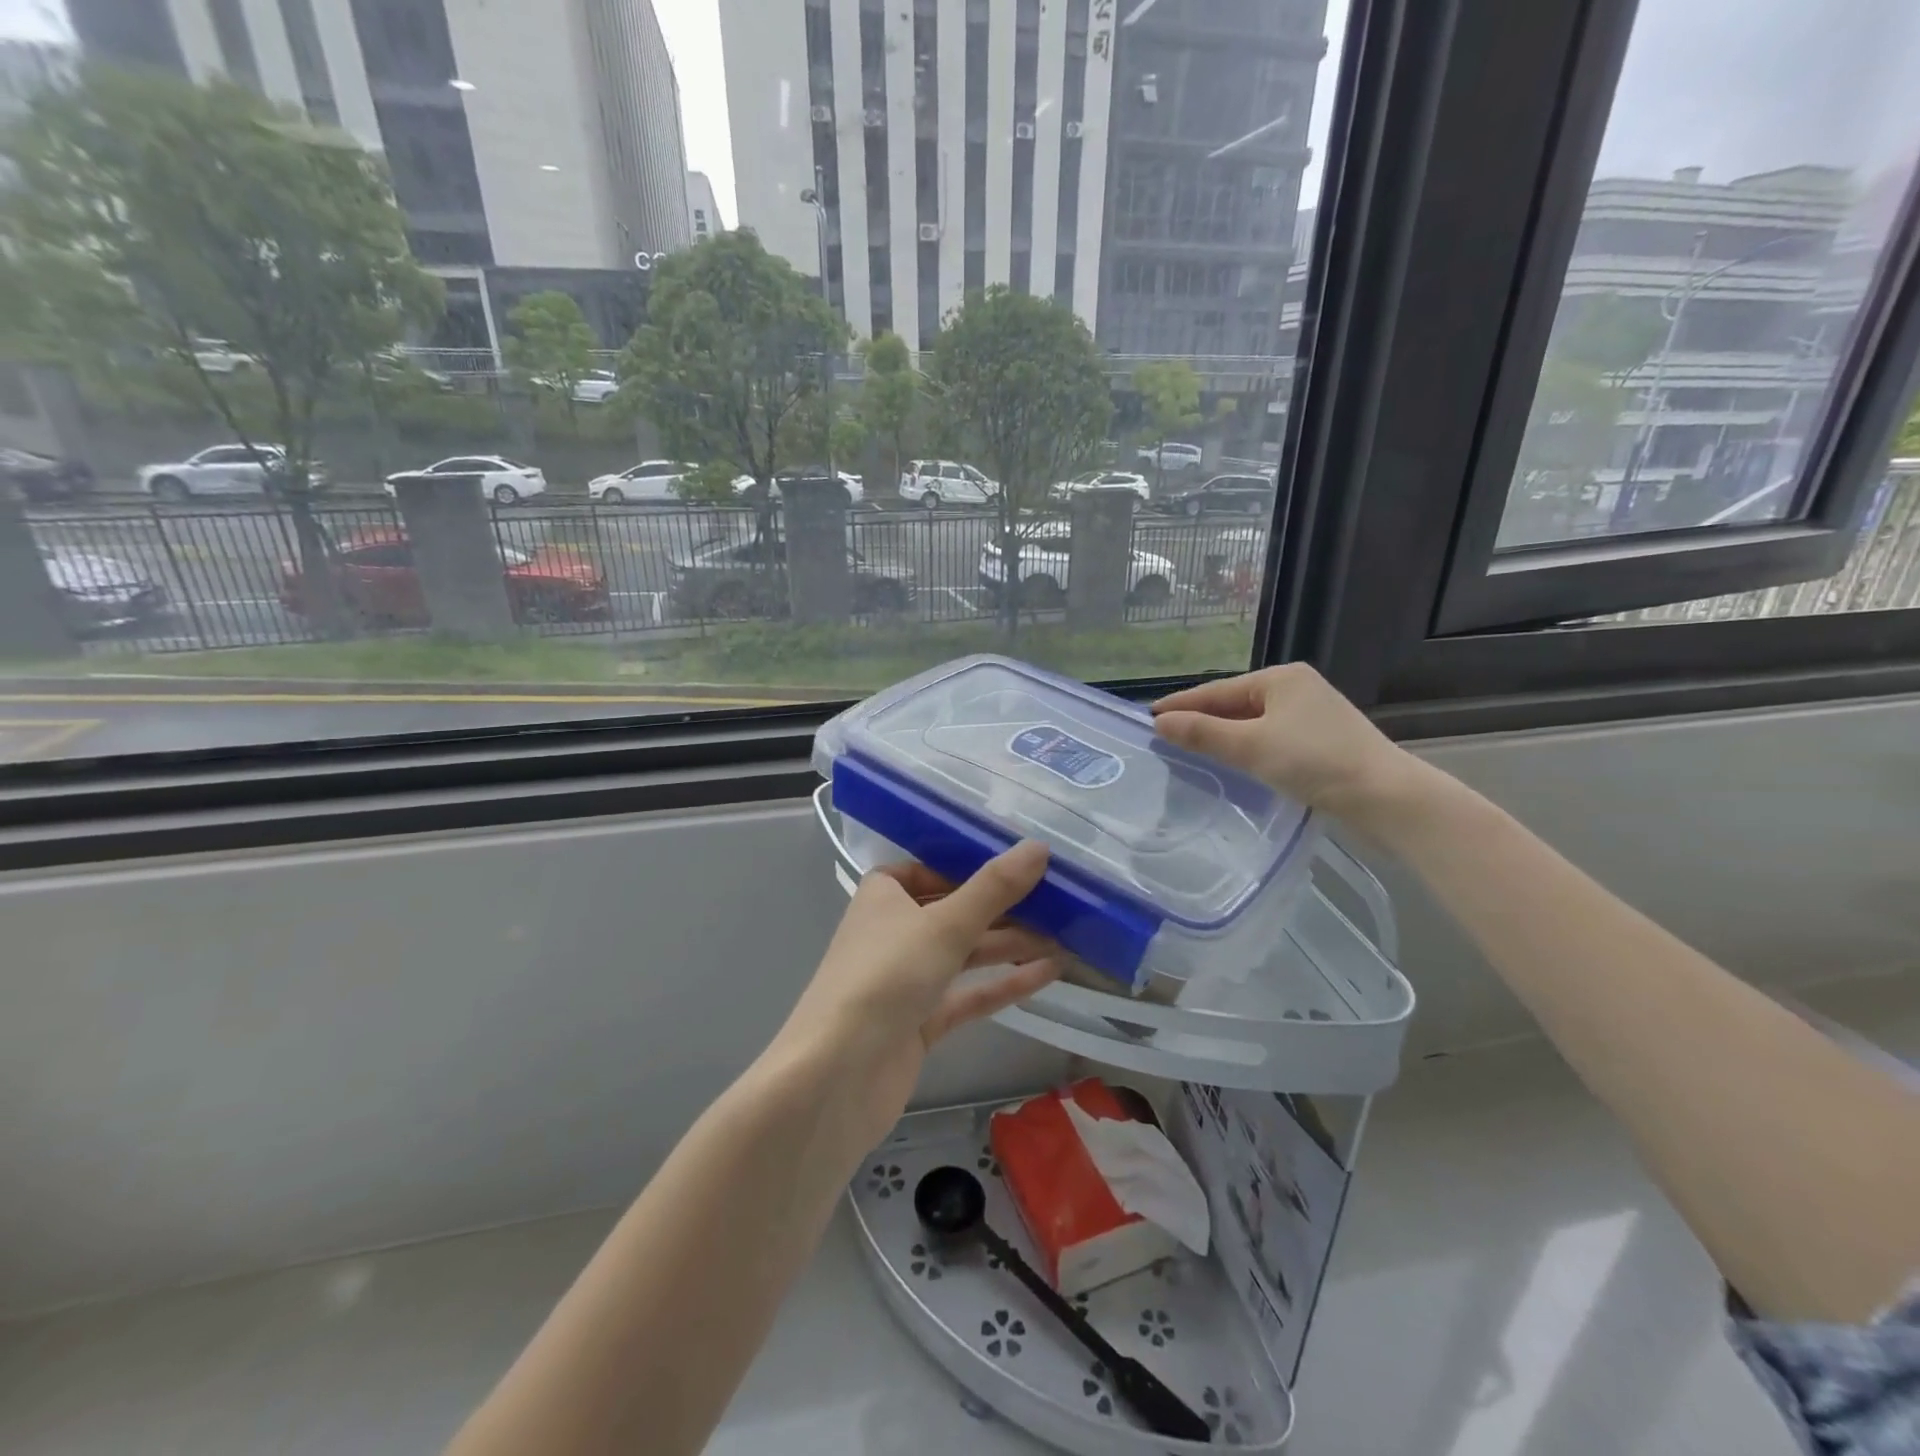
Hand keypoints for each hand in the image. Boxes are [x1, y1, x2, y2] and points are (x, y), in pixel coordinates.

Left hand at [770, 842, 1058, 1148]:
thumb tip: (1039, 846)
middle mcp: (892, 933)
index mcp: (883, 897)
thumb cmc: (885, 978)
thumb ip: (994, 888)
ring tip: (1065, 935)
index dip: (970, 866)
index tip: (1018, 864)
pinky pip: (967, 995)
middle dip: (1002, 908)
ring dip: (1009, 945)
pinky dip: (1002, 984)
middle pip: (953, 912)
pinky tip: (1048, 972)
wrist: (836, 1077)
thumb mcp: (944, 925)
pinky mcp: (919, 1023)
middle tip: (1058, 901)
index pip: (928, 869)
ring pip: (964, 954)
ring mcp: (905, 981)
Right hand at [1153, 664, 1425, 837]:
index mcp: (1281, 679)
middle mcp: (1297, 690)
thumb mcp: (1251, 746)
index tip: (1149, 717)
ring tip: (1190, 750)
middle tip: (1164, 736)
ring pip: (1253, 724)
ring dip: (1223, 736)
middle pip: (1235, 704)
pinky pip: (1270, 739)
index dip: (1181, 704)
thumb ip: (1203, 733)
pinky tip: (1233, 764)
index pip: (1217, 690)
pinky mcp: (1322, 743)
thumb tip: (1160, 723)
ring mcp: (1312, 716)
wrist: (1387, 799)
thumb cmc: (1316, 762)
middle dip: (1201, 720)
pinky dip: (1246, 749)